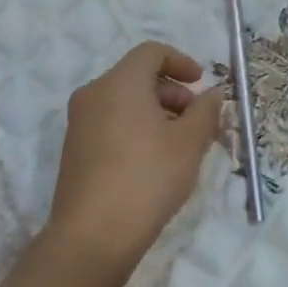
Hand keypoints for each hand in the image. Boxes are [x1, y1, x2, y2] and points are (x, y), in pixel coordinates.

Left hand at [42, 42, 225, 281]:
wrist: (94, 234)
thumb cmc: (148, 178)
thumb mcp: (189, 144)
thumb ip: (205, 112)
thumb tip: (212, 94)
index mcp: (119, 82)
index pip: (151, 52)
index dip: (181, 62)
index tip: (202, 84)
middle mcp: (93, 93)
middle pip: (136, 76)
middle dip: (172, 91)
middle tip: (196, 120)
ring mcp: (79, 122)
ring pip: (123, 101)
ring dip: (156, 111)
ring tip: (180, 144)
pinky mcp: (75, 148)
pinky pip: (110, 122)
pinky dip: (135, 127)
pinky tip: (154, 159)